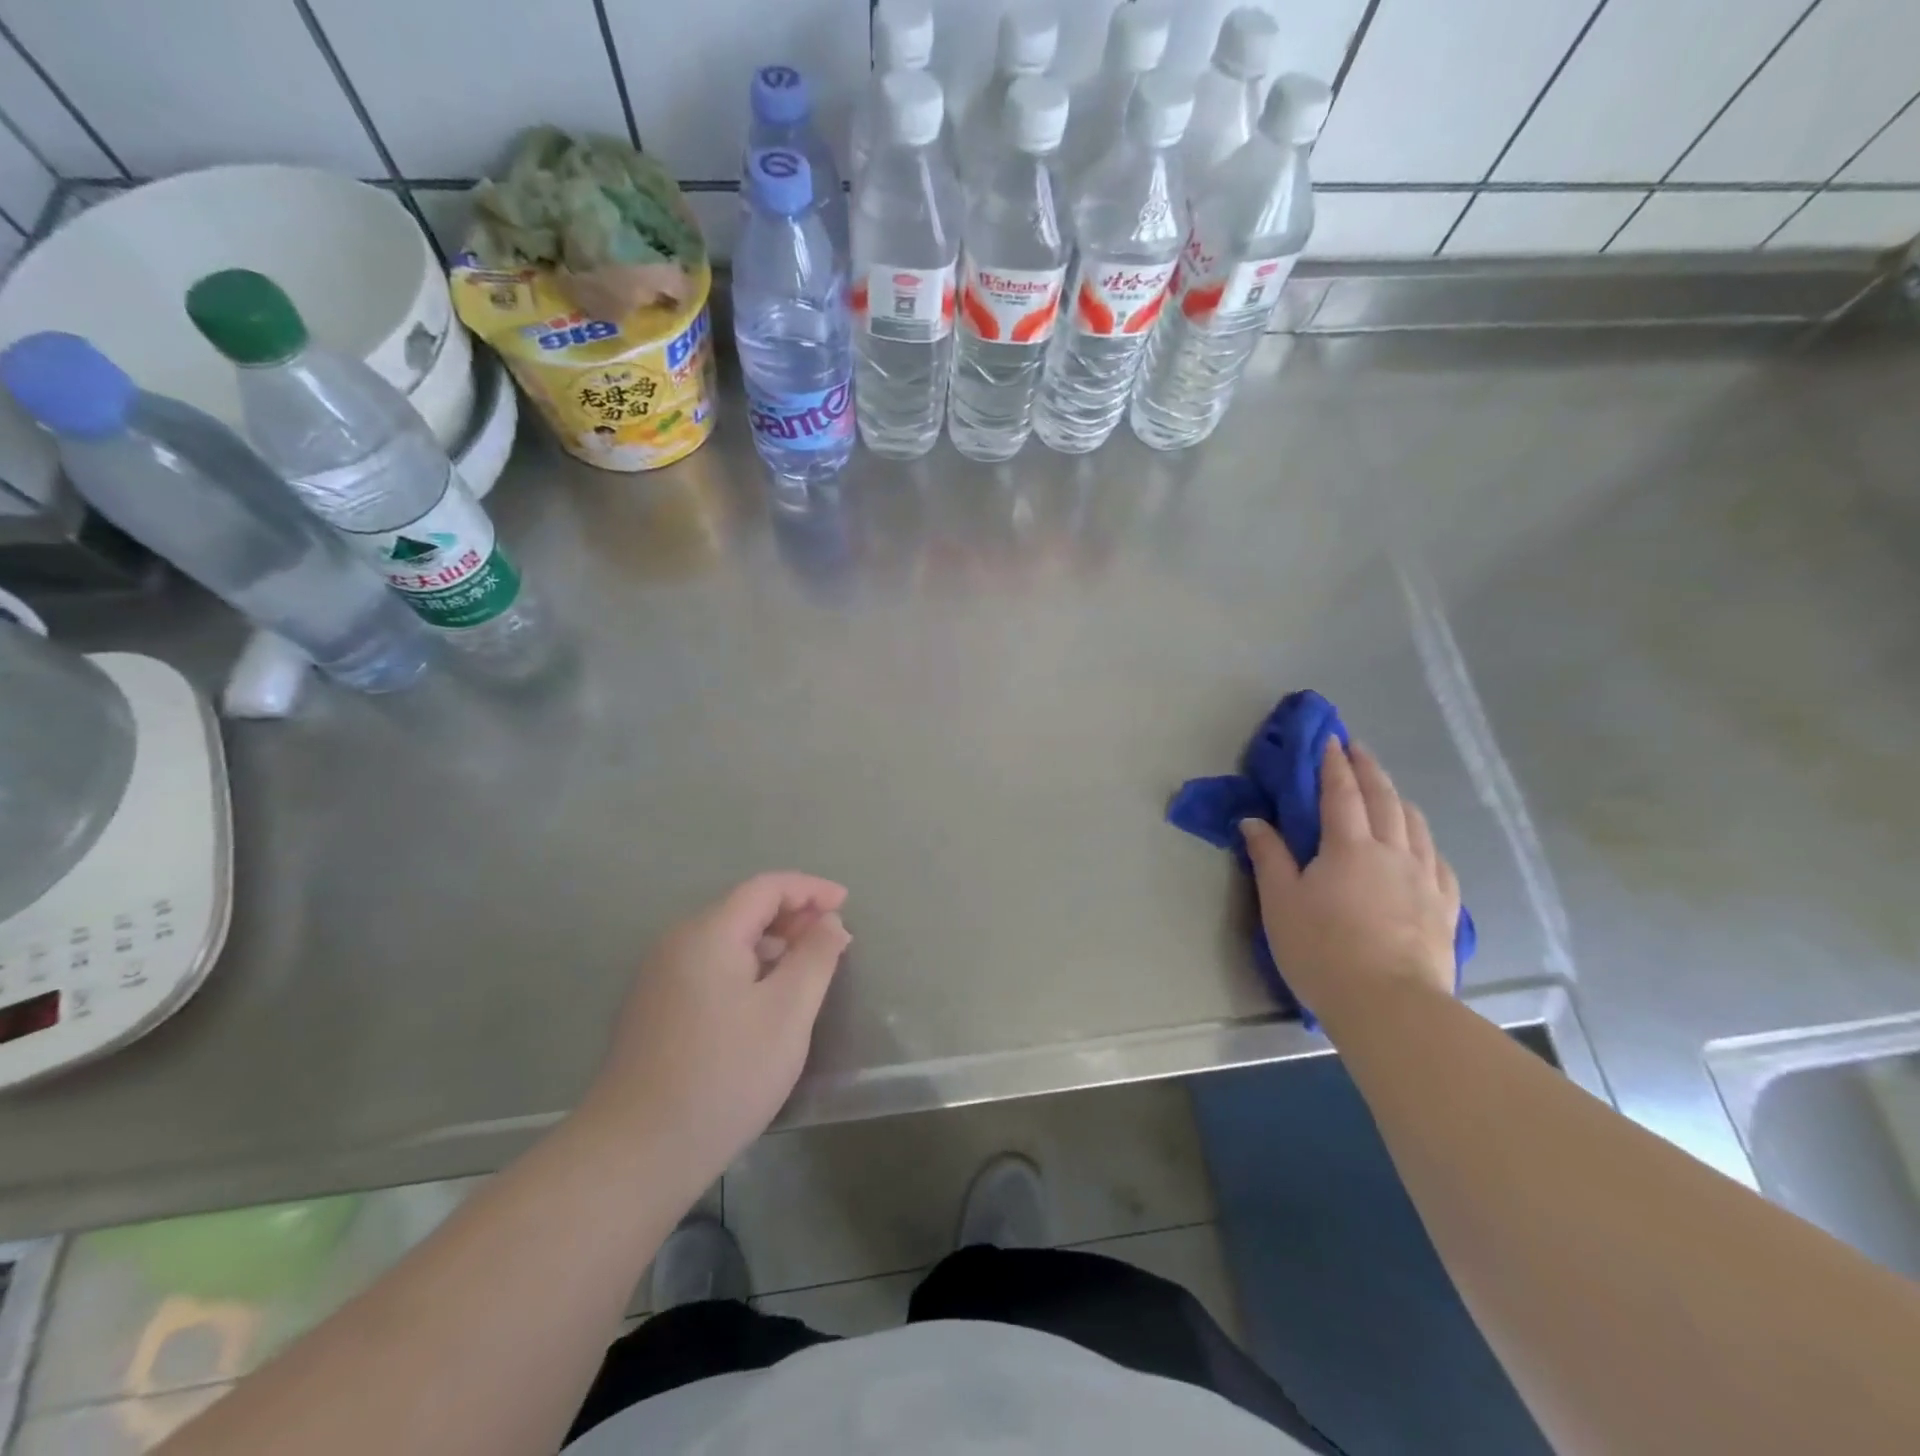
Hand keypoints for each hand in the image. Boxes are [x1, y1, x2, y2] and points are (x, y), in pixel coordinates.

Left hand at [577, 873, 850, 1190]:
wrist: (636, 1154)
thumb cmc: (724, 1075)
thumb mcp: (788, 1012)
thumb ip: (815, 956)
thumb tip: (829, 921)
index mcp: (707, 933)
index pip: (766, 887)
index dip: (811, 889)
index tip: (847, 903)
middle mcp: (677, 943)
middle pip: (744, 909)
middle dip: (793, 916)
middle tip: (834, 941)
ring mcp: (660, 977)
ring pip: (727, 940)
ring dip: (772, 943)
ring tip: (808, 970)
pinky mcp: (655, 1009)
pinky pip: (710, 967)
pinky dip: (747, 968)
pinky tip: (766, 999)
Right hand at [1240, 741, 1458, 1024]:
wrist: (1390, 1005)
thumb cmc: (1323, 950)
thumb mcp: (1281, 902)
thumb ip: (1269, 857)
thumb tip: (1254, 821)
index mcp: (1349, 846)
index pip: (1341, 792)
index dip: (1334, 764)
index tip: (1331, 739)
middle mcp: (1392, 851)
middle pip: (1384, 799)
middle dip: (1369, 769)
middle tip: (1358, 749)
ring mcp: (1424, 878)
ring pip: (1415, 823)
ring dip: (1398, 798)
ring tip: (1388, 789)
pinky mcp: (1445, 906)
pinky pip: (1437, 859)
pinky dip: (1424, 839)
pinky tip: (1421, 843)